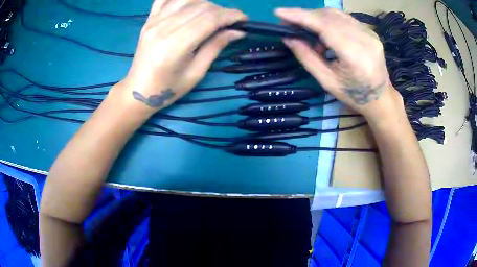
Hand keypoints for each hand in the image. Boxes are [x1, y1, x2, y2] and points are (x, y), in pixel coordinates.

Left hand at [114, 0, 246, 113]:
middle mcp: (163, 27)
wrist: (138, 91)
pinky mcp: (148, 19)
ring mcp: (153, 21)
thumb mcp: (195, 73)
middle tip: (230, 22)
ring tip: (212, 15)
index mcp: (175, 45)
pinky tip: (191, 5)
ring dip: (205, 3)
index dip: (231, 15)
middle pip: (201, 6)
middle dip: (222, 11)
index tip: (244, 19)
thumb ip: (215, 47)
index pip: (209, 19)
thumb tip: (237, 31)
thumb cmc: (168, 88)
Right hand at [275, 8, 404, 124]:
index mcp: (355, 56)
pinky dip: (329, 20)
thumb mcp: (327, 81)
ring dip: (317, 17)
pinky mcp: (370, 31)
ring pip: (337, 14)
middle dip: (306, 16)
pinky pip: (345, 18)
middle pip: (330, 16)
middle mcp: (365, 39)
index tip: (280, 12)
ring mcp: (369, 33)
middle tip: (290, 23)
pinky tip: (324, 32)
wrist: (380, 98)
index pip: (325, 26)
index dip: (301, 16)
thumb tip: (288, 38)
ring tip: (307, 30)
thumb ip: (307, 58)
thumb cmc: (354, 94)